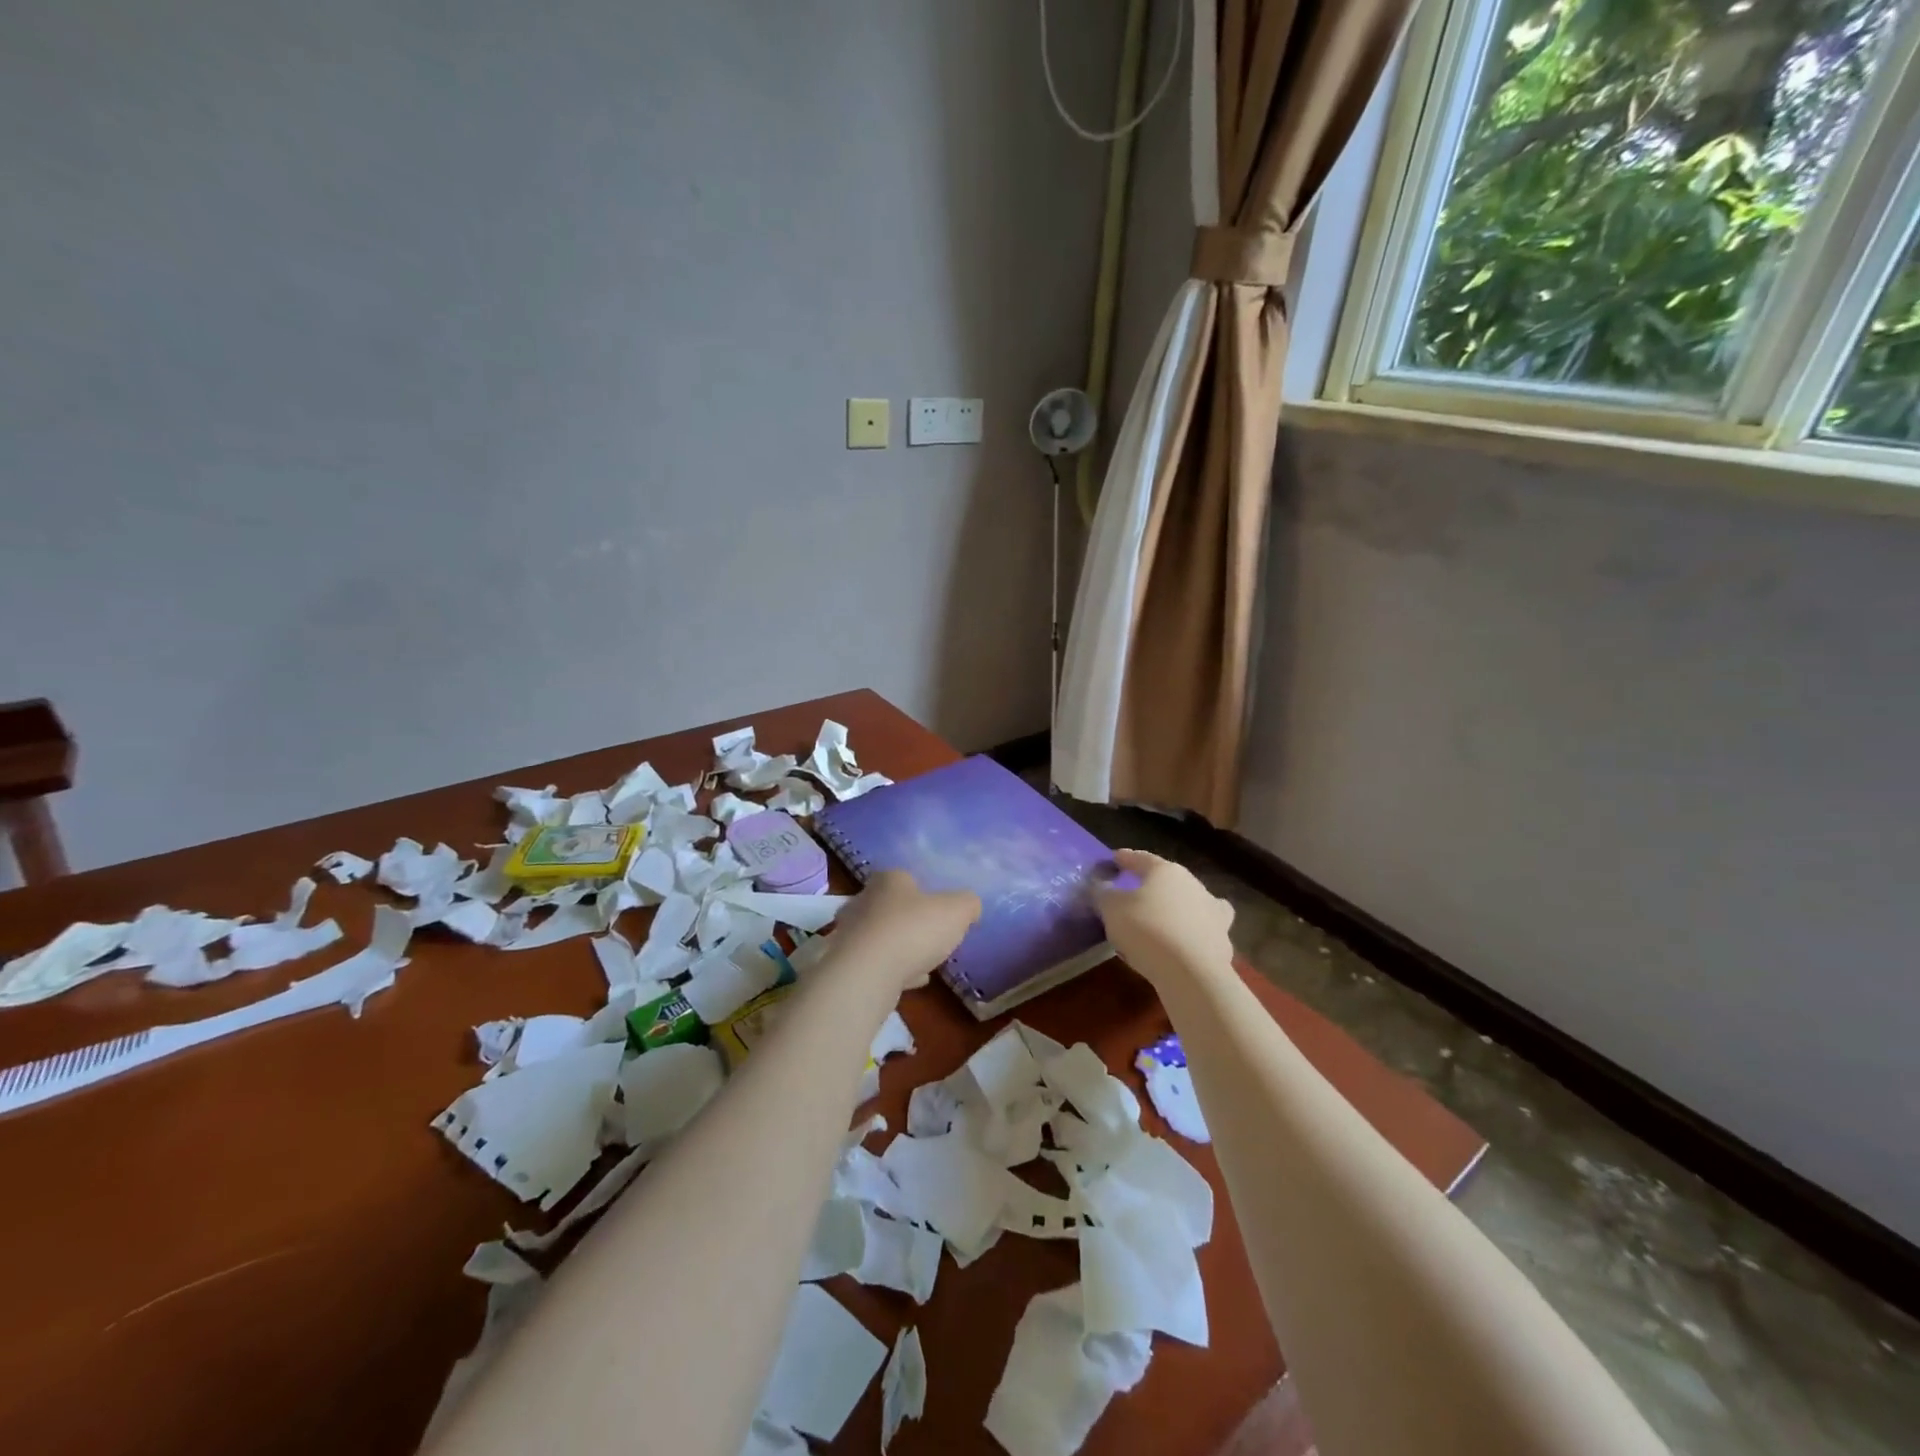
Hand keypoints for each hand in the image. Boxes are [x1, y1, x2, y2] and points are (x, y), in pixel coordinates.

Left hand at [829, 871, 981, 992]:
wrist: (867, 973)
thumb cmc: (914, 930)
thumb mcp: (956, 911)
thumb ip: (968, 904)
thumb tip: (970, 906)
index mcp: (888, 880)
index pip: (905, 878)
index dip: (924, 893)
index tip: (940, 910)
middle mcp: (863, 900)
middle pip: (890, 907)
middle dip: (910, 920)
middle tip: (932, 936)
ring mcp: (850, 932)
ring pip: (882, 936)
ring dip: (902, 947)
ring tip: (925, 962)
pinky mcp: (845, 963)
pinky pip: (875, 963)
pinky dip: (893, 970)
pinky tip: (912, 982)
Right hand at [1095, 849, 1235, 990]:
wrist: (1191, 973)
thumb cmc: (1147, 929)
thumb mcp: (1111, 908)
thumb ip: (1104, 894)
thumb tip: (1102, 887)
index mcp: (1166, 871)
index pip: (1142, 859)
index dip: (1126, 858)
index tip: (1115, 859)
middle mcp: (1193, 885)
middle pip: (1170, 879)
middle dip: (1154, 884)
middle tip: (1137, 891)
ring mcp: (1212, 912)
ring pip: (1194, 902)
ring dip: (1180, 906)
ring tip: (1166, 917)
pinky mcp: (1222, 941)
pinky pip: (1203, 931)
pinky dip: (1194, 933)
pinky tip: (1184, 943)